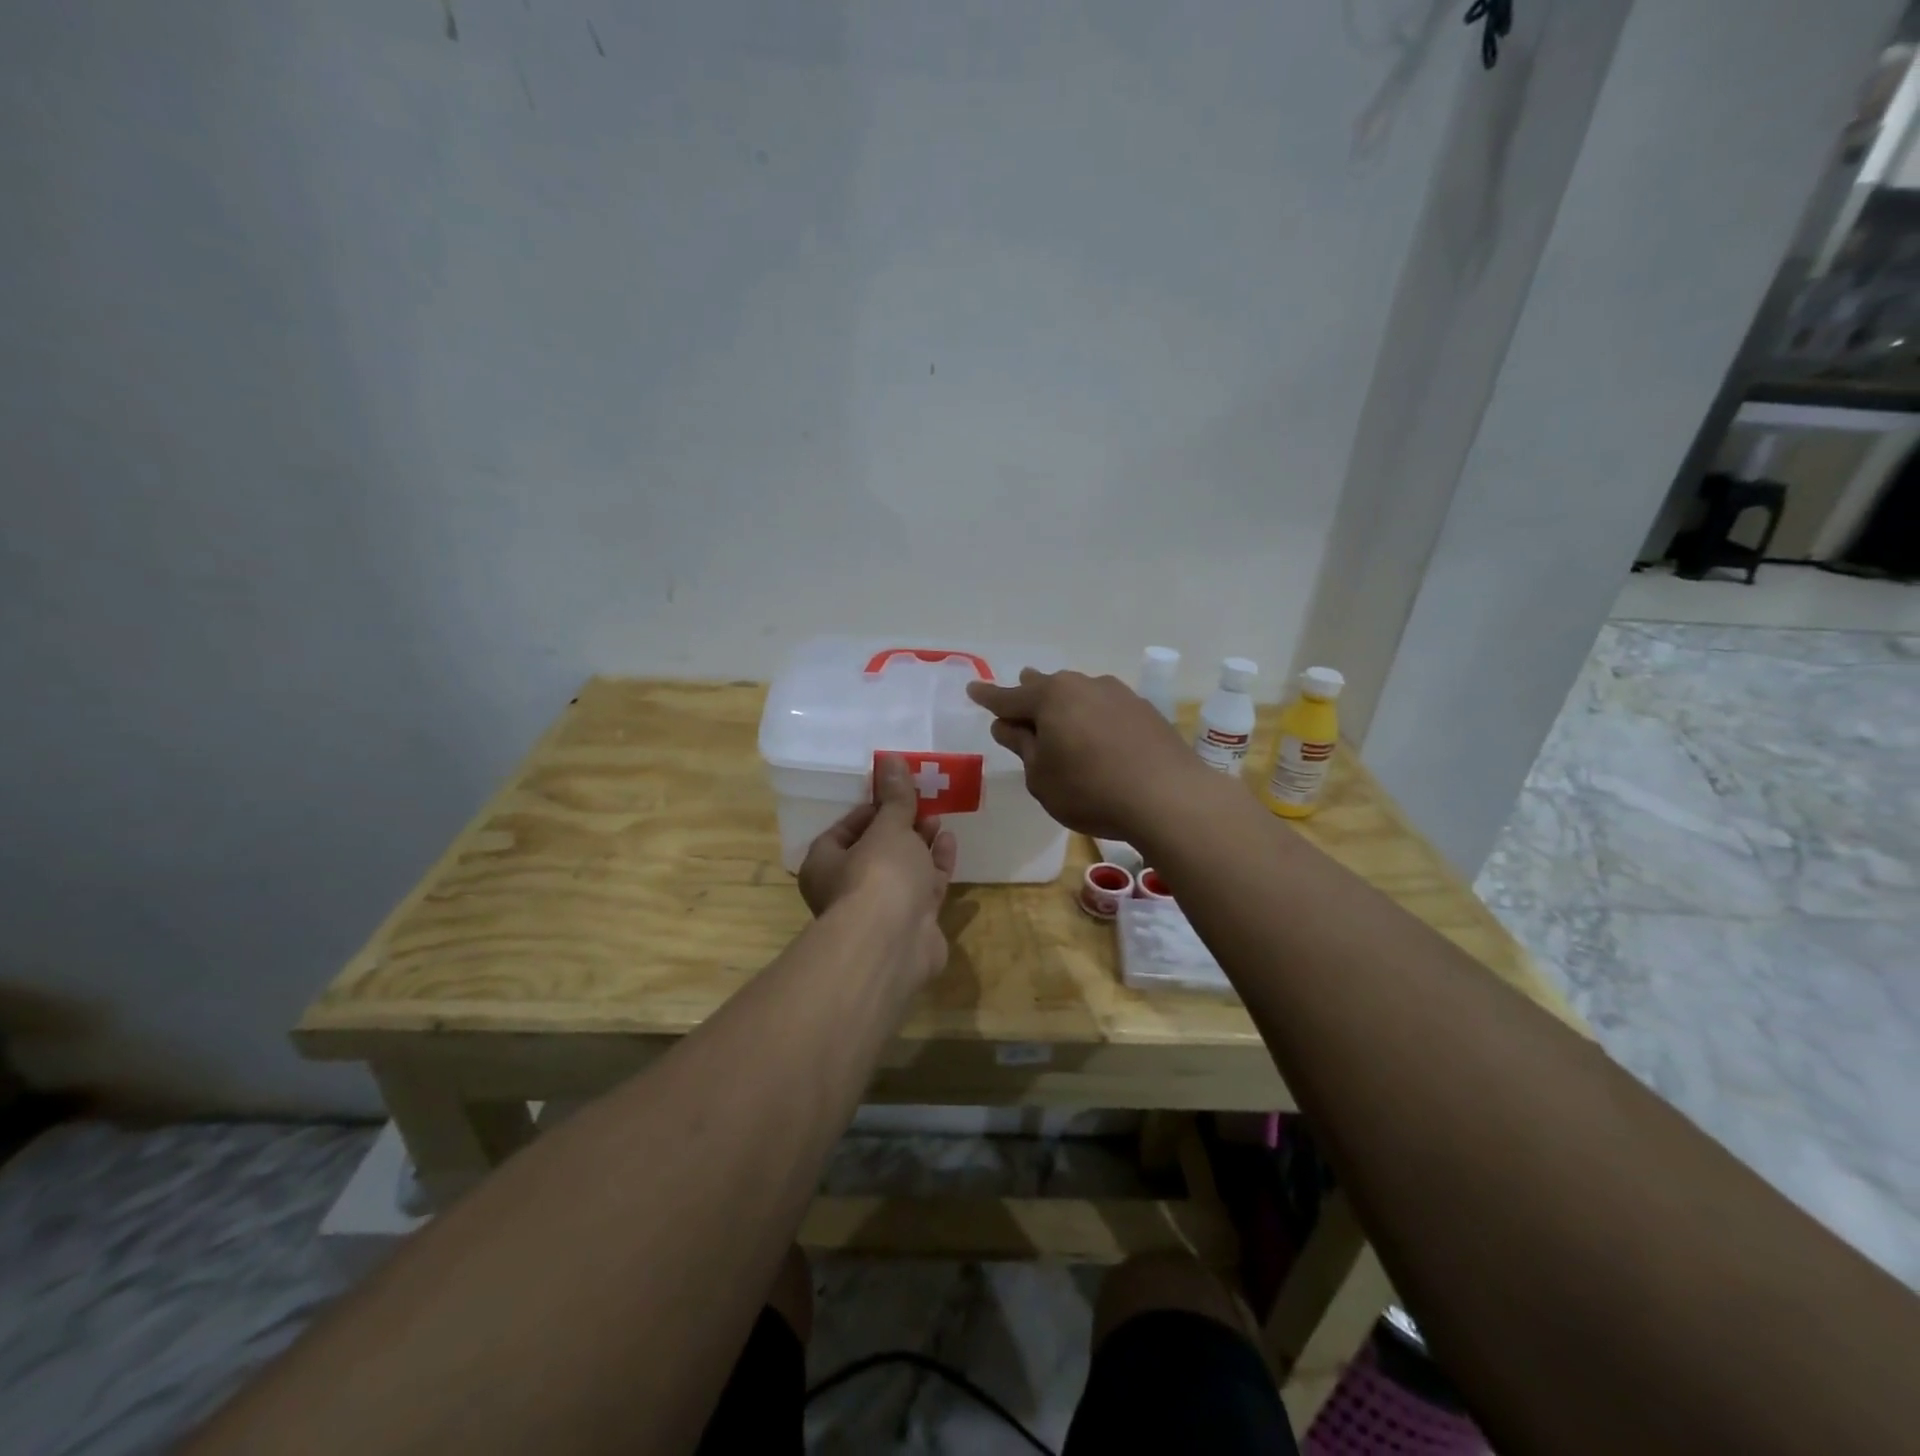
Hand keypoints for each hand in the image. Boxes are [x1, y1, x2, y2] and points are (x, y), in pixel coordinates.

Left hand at [798, 755, 958, 980]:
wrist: (893, 943)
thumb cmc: (878, 875)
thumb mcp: (888, 827)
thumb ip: (895, 797)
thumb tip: (891, 758)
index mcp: (825, 864)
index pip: (845, 829)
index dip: (871, 809)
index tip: (896, 793)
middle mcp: (847, 888)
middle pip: (876, 850)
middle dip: (900, 827)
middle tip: (923, 804)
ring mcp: (880, 910)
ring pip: (901, 870)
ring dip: (920, 845)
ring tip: (939, 820)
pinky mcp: (910, 925)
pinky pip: (923, 889)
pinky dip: (935, 866)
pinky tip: (949, 844)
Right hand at [967, 669, 1204, 840]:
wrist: (1168, 797)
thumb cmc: (1090, 790)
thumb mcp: (1041, 777)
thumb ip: (1022, 746)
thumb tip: (1007, 725)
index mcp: (1050, 698)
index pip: (1009, 697)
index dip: (988, 697)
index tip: (973, 690)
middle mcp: (1083, 685)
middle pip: (1047, 688)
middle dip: (1029, 695)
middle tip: (1018, 703)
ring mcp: (1118, 694)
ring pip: (1079, 694)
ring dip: (1065, 706)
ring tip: (1059, 719)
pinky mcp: (1144, 710)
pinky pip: (1105, 708)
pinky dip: (1093, 718)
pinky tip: (1097, 736)